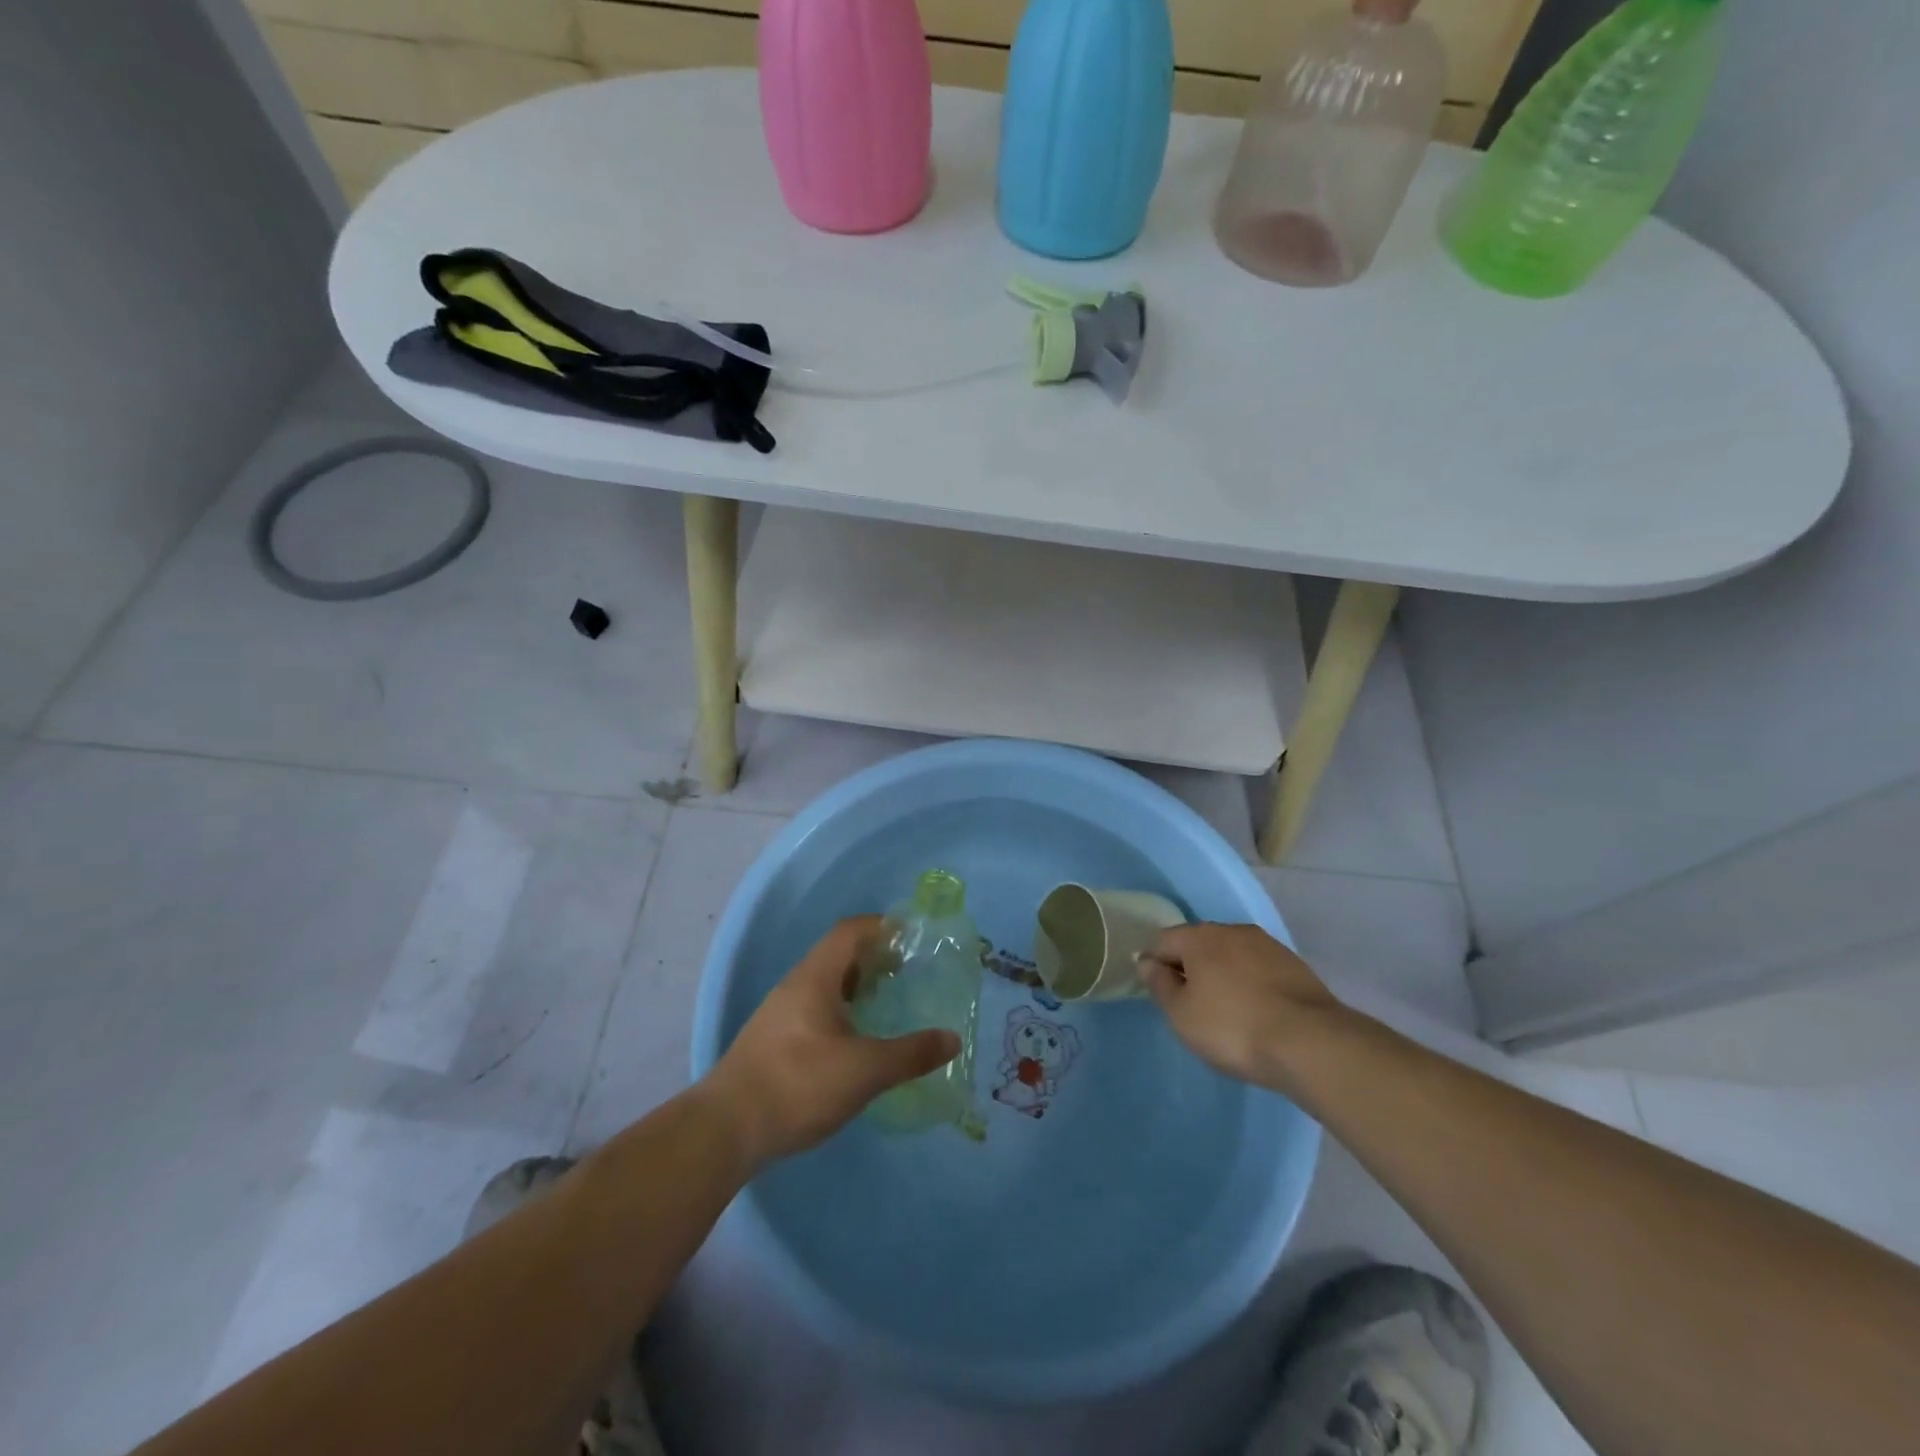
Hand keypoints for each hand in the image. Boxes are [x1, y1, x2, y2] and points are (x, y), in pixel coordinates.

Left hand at [706, 917, 960, 1165]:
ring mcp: (779, 1014)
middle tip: (905, 972)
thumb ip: (911, 1054)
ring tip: (884, 1004)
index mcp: (815, 978)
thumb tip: (952, 1039)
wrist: (725, 1130)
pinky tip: (854, 1041)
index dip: (881, 926)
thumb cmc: (798, 1085)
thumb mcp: (865, 1070)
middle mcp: (795, 986)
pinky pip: (814, 1009)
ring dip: (855, 986)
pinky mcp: (773, 1042)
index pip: (849, 931)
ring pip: (824, 984)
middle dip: (872, 958)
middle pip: (837, 955)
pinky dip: (840, 1010)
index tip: (911, 936)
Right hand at [1138, 923, 1343, 1092]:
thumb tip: (1147, 961)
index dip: (1155, 965)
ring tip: (1227, 1010)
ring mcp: (1267, 945)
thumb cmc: (1232, 1027)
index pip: (1163, 941)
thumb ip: (1160, 984)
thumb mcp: (1182, 1015)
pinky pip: (1258, 968)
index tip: (1161, 994)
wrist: (1310, 1042)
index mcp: (1199, 937)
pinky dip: (1250, 983)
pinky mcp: (1294, 964)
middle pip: (1199, 944)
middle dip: (1191, 967)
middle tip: (1192, 1004)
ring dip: (1223, 974)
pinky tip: (1256, 1010)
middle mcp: (1232, 930)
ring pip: (1231, 954)